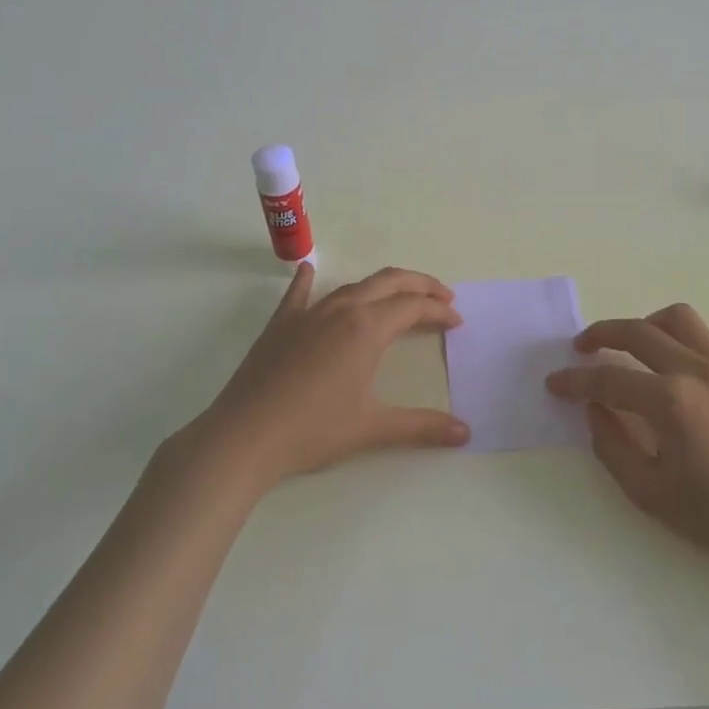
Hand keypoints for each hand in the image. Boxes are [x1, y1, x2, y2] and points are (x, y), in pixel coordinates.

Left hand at [172, 264, 468, 496]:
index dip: (439, 312)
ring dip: (383, 287)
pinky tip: (309, 270)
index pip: (413, 307)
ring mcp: (308, 313)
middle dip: (420, 286)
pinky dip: (308, 279)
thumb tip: (466, 433)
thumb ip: (422, 427)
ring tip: (399, 297)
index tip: (457, 323)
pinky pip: (298, 293)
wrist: (243, 437)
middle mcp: (341, 310)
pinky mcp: (280, 325)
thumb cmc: (312, 430)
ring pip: (353, 286)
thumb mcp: (372, 428)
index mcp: (366, 328)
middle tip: (442, 298)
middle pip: (389, 283)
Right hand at [546, 304, 708, 585]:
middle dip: (601, 333)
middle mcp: (697, 372)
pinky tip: (685, 360)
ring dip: (649, 324)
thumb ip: (610, 444)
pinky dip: (695, 337)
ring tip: (635, 345)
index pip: (609, 378)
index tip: (554, 382)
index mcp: (670, 402)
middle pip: (638, 332)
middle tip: (581, 347)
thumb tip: (593, 407)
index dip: (575, 380)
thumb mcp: (647, 492)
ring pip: (680, 318)